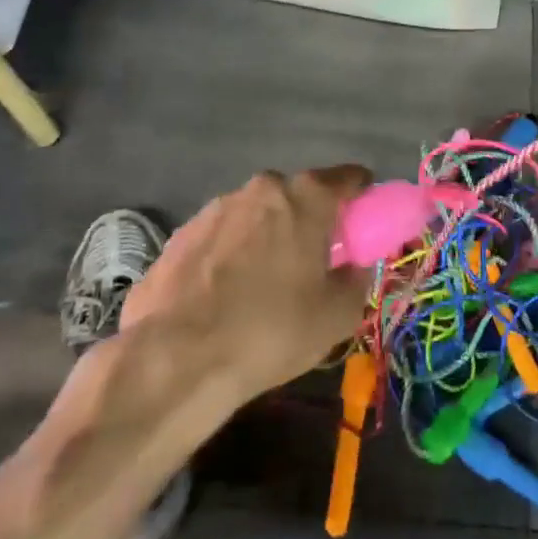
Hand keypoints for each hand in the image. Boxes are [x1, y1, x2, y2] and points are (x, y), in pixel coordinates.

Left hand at [125, 166, 374, 403]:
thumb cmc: (271, 330)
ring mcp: (215, 208)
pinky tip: (224, 299)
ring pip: (256, 216)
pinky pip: (221, 238)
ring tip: (262, 288)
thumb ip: (357, 279)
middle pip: (299, 196)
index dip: (362, 199)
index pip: (350, 178)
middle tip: (313, 264)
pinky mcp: (179, 235)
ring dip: (267, 238)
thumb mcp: (337, 315)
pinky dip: (230, 257)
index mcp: (305, 196)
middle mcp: (261, 188)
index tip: (362, 228)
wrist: (175, 360)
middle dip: (310, 222)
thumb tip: (354, 266)